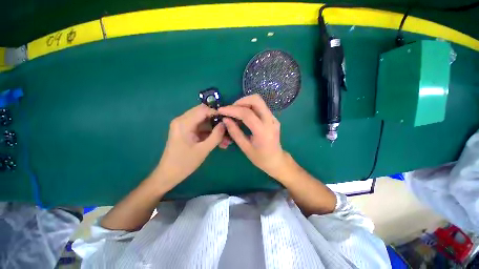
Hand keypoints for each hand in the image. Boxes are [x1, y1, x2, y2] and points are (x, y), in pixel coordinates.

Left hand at [152, 104, 225, 188]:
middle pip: (203, 113)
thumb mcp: (203, 150)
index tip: (227, 121)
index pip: (203, 110)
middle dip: (216, 121)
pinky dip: (209, 133)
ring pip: (203, 121)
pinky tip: (218, 142)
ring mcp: (184, 125)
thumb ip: (216, 135)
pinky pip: (200, 127)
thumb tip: (225, 124)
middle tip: (227, 129)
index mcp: (184, 123)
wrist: (168, 174)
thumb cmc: (184, 163)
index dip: (217, 113)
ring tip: (225, 139)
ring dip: (214, 128)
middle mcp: (182, 120)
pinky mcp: (186, 131)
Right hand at [218, 94, 286, 178]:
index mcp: (263, 131)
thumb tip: (225, 120)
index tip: (221, 110)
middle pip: (256, 100)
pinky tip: (244, 116)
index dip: (232, 110)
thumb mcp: (245, 147)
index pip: (247, 114)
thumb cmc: (260, 158)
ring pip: (259, 101)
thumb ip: (235, 132)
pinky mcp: (273, 118)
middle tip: (231, 110)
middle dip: (241, 101)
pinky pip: (260, 107)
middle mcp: (270, 121)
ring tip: (235, 112)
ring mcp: (273, 118)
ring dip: (245, 103)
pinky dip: (250, 107)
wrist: (276, 160)